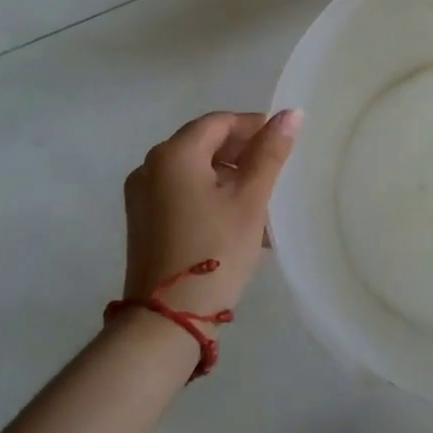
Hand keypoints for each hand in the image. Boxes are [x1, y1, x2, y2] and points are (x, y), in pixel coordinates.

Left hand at [122, 110, 301, 321]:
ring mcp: (141, 195)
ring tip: (259, 200)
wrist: (169, 318)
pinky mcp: (142, 220)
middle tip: (274, 173)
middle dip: (241, 153)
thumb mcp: (251, 199)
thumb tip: (291, 113)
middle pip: (204, 143)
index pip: (219, 122)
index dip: (254, 127)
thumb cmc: (216, 250)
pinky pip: (180, 191)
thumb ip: (270, 152)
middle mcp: (150, 166)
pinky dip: (208, 194)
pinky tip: (234, 218)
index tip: (282, 145)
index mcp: (174, 154)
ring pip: (193, 169)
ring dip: (227, 176)